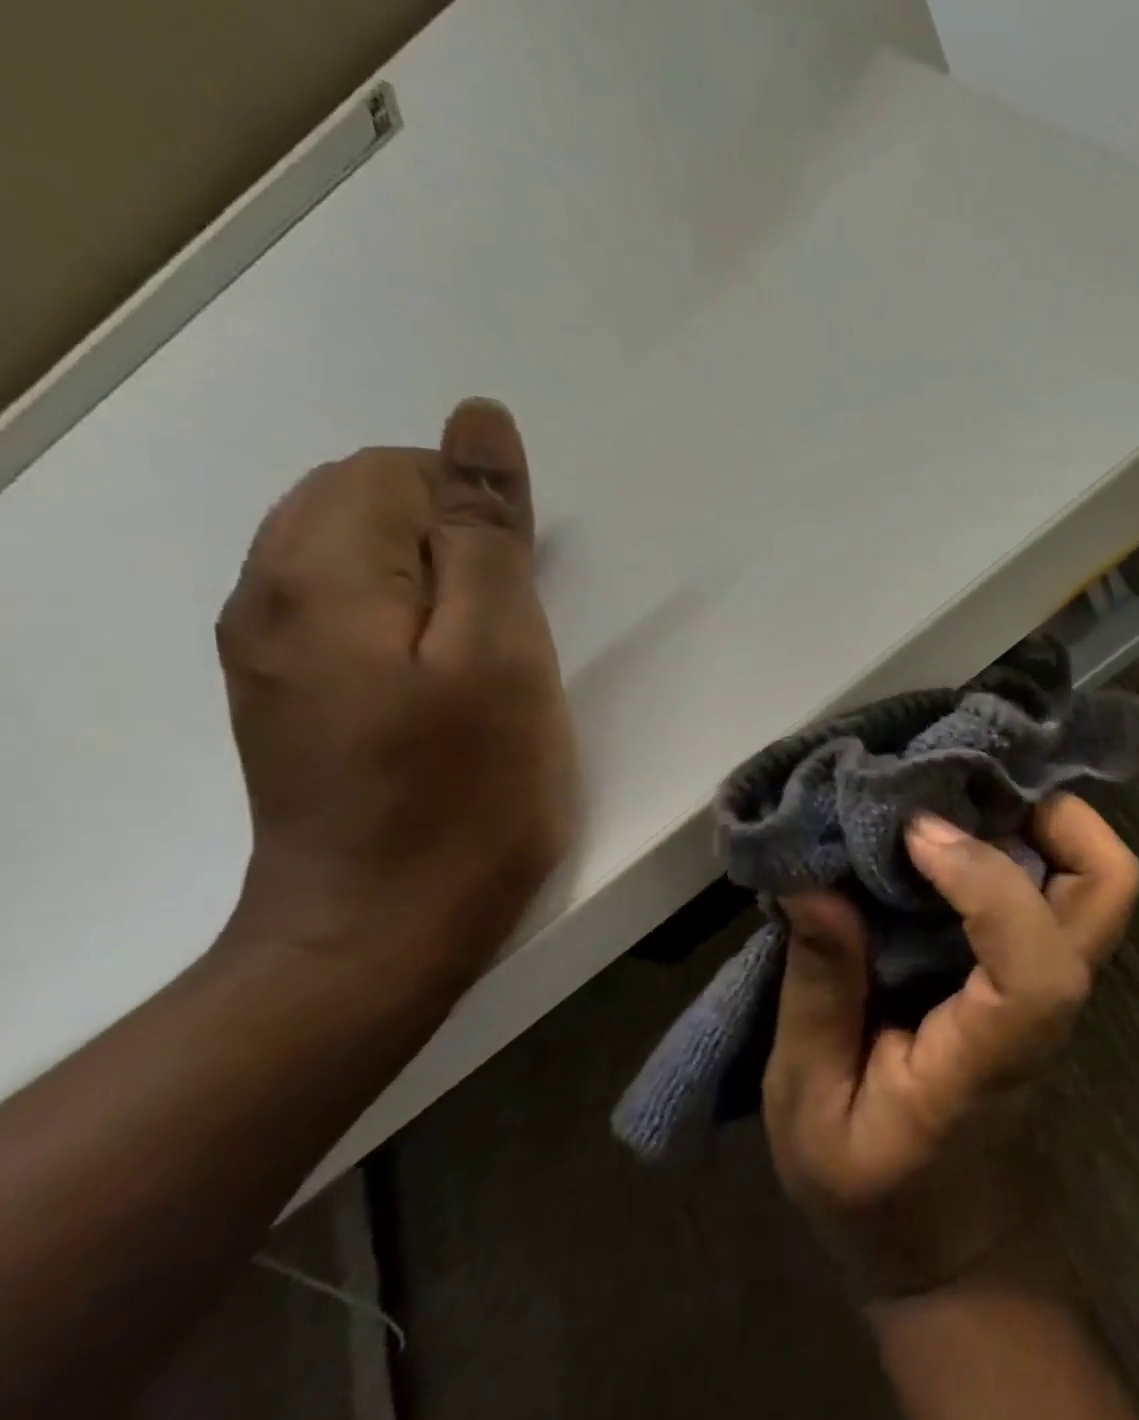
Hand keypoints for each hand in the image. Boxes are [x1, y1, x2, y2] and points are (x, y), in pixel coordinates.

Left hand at [215, 399, 575, 996]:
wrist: (382, 930)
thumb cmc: (467, 793)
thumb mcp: (504, 654)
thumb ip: (488, 533)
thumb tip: (479, 422)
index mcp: (321, 572)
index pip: (396, 471)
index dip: (479, 516)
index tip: (524, 600)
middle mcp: (266, 595)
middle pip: (362, 503)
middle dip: (454, 544)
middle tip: (511, 636)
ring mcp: (266, 652)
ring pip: (355, 559)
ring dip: (435, 586)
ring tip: (485, 664)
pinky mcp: (286, 698)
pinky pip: (345, 614)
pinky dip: (406, 623)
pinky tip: (441, 687)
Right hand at [762, 794, 1138, 1297]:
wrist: (947, 1241)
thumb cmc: (874, 1193)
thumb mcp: (810, 1108)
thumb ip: (820, 996)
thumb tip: (814, 883)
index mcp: (995, 1057)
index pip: (1039, 966)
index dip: (989, 881)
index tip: (915, 836)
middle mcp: (1047, 1008)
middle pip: (1109, 893)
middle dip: (1058, 817)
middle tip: (969, 785)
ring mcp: (1054, 986)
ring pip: (1096, 880)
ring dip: (1043, 819)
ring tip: (959, 792)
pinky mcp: (1038, 973)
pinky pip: (1057, 887)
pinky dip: (1025, 838)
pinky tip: (958, 825)